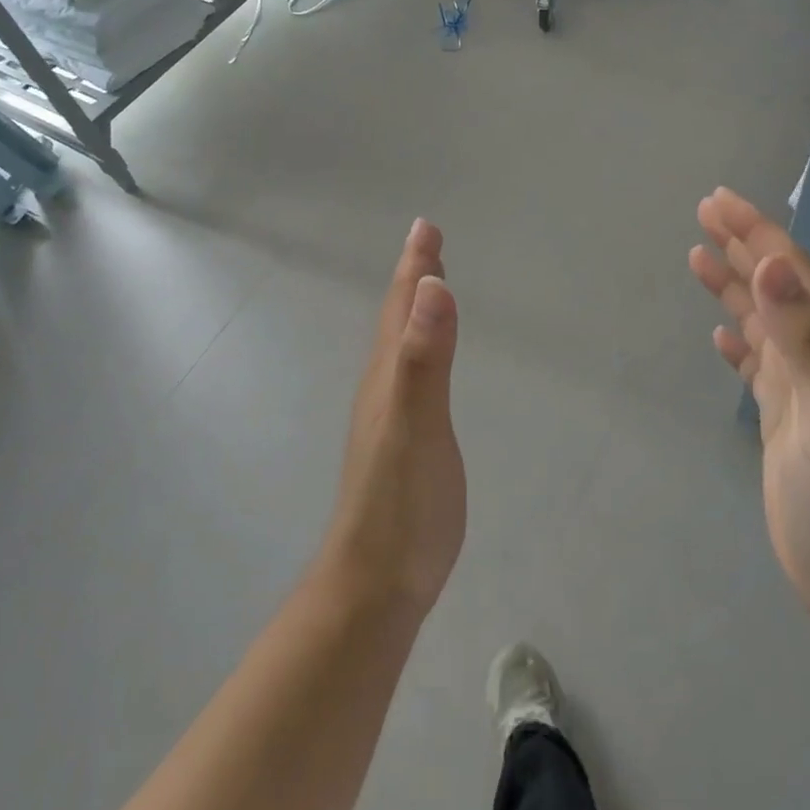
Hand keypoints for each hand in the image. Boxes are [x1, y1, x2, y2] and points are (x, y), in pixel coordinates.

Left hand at [319, 218, 464, 618]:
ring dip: (414, 309)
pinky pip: (411, 375)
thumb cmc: (401, 502)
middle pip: (398, 319)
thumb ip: (424, 357)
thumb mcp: (416, 424)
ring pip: (401, 345)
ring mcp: (390, 416)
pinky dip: (420, 348)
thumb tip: (432, 286)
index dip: (414, 266)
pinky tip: (425, 361)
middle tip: (427, 242)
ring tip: (427, 287)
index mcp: (389, 375)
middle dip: (414, 277)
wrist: (377, 583)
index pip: (403, 308)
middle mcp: (384, 387)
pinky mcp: (402, 442)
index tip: (425, 226)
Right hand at [689, 188, 809, 642]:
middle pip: (775, 286)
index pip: (789, 272)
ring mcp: (801, 393)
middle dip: (742, 244)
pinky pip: (757, 365)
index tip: (717, 200)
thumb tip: (774, 265)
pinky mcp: (785, 424)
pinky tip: (722, 335)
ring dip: (735, 285)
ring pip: (763, 321)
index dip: (756, 231)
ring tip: (699, 256)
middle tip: (704, 211)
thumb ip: (806, 342)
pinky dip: (739, 340)